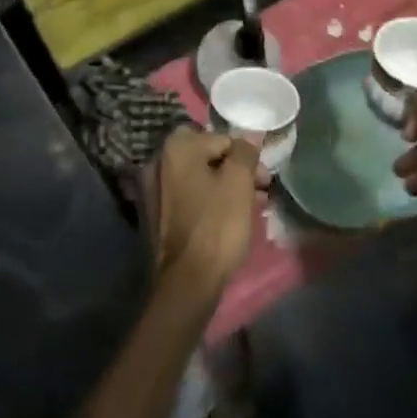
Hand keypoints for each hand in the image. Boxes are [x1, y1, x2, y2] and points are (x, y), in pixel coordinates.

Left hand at [151, 129, 263, 298]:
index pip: (222, 139)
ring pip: (198, 178)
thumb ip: (244, 152)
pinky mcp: (154, 214)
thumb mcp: (239, 182)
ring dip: (224, 187)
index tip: (264, 180)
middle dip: (236, 172)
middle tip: (259, 192)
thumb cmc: (216, 225)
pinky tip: (226, 218)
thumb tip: (248, 137)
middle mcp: (158, 161)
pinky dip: (206, 201)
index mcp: (176, 147)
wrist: (187, 281)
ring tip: (249, 208)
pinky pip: (187, 196)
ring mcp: (152, 188)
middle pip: (207, 157)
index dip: (247, 158)